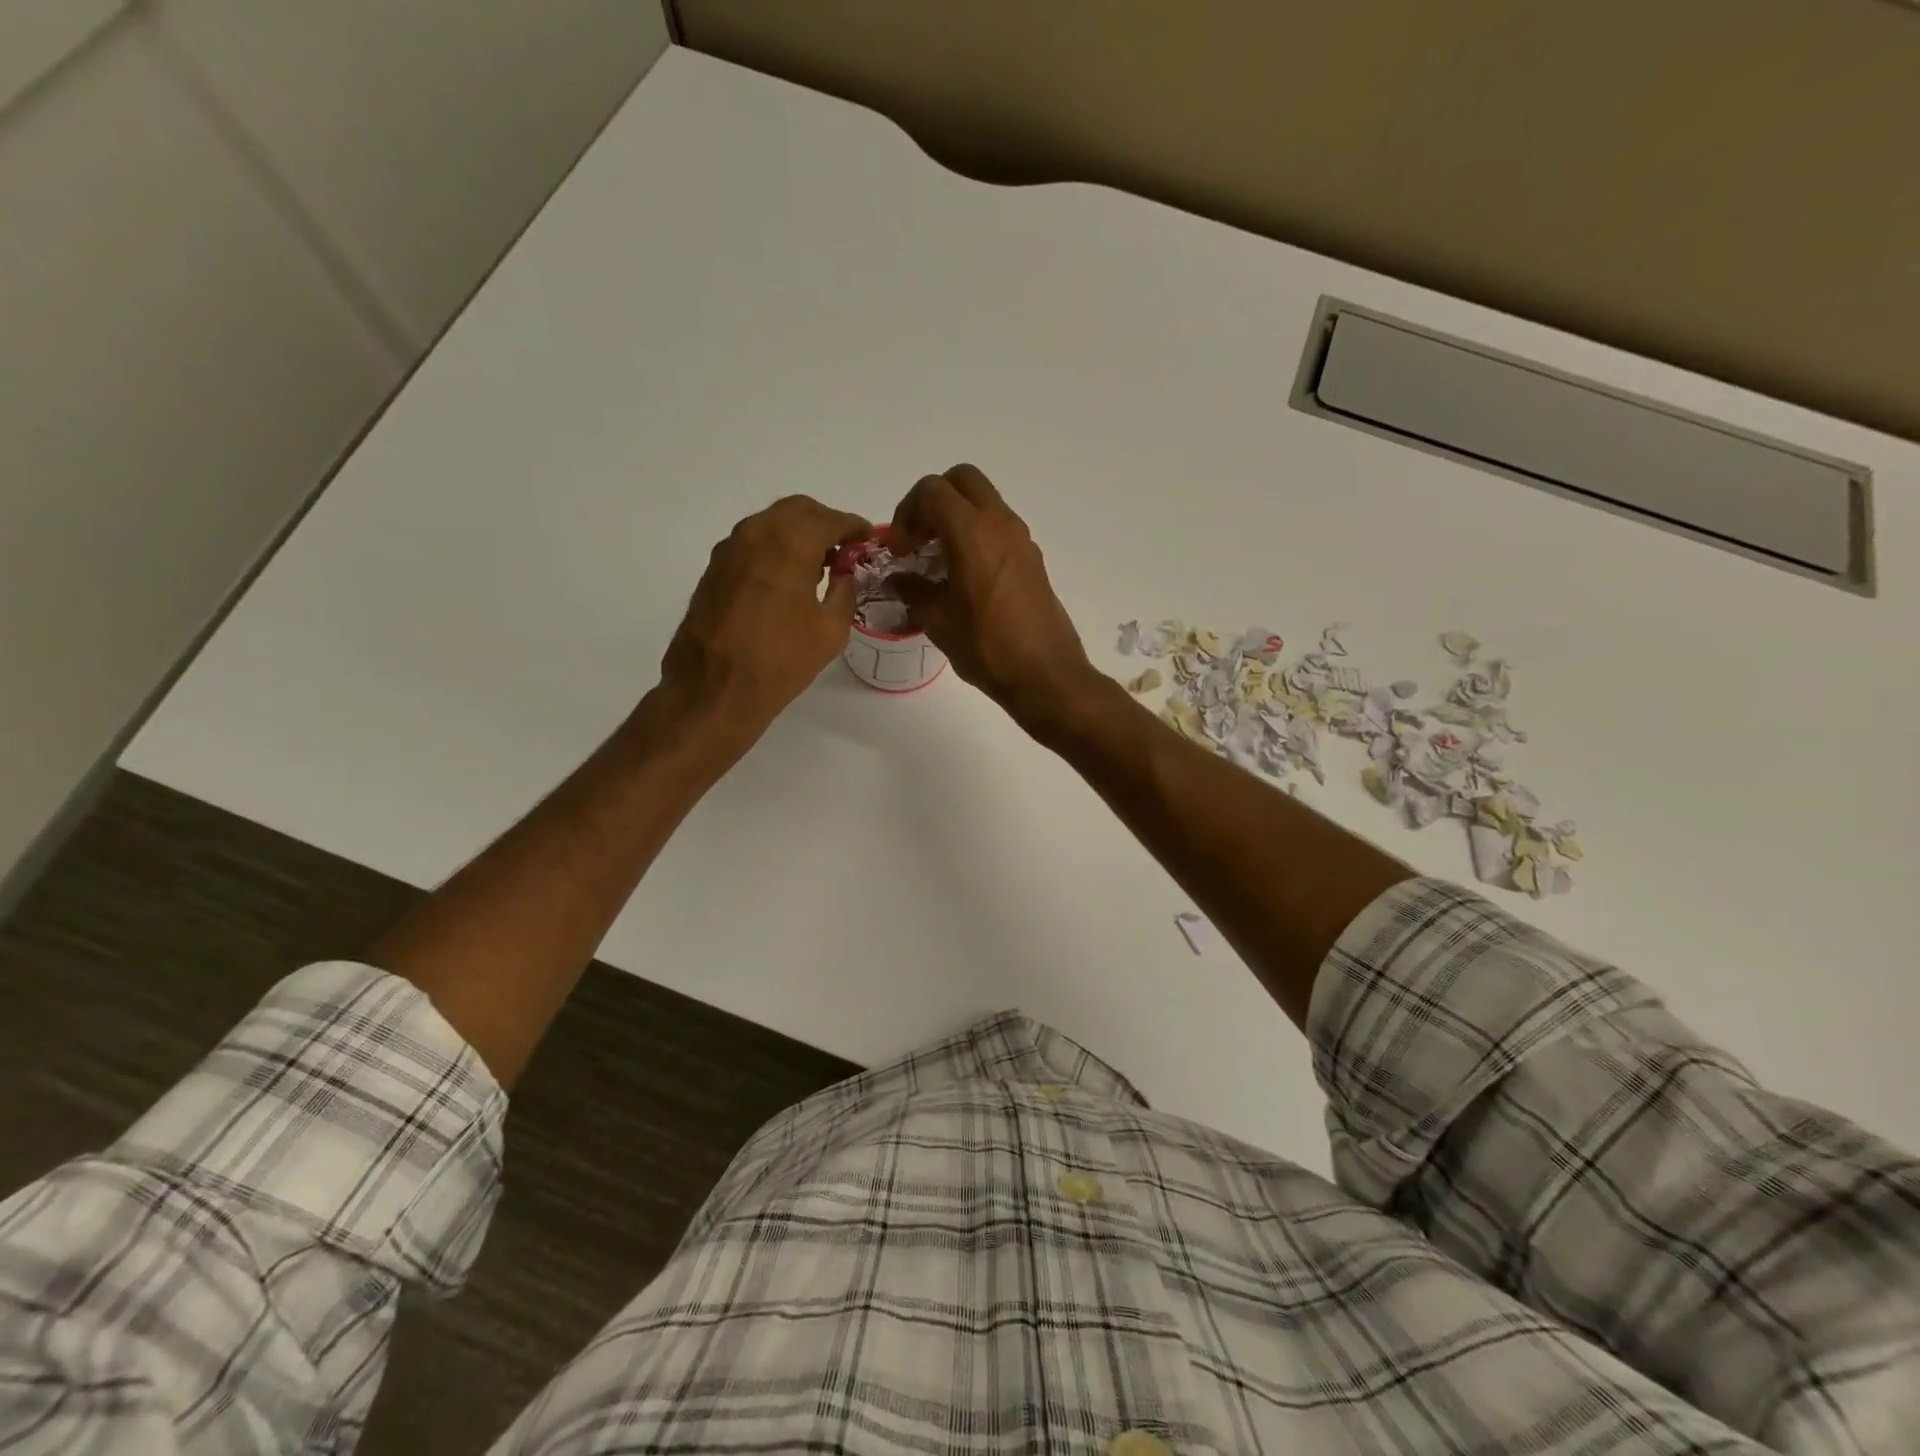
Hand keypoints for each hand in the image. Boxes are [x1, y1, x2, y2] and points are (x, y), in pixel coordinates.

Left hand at [659, 495, 869, 743]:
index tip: (868, 539)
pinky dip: (775, 549)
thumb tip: (844, 573)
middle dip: (825, 524)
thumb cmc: (781, 661)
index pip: (830, 519)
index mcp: (790, 543)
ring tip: (818, 565)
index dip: (854, 527)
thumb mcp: (831, 630)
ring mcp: (730, 549)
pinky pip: (752, 543)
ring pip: (771, 523)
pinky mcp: (714, 568)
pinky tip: (786, 579)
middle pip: (798, 510)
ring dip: (798, 534)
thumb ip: (844, 591)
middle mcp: (756, 533)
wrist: (714, 688)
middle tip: (844, 550)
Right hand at [889, 464, 1096, 727]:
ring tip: (938, 561)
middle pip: (962, 480)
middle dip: (933, 501)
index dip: (906, 513)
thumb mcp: (938, 621)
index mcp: (973, 533)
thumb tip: (898, 578)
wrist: (1045, 675)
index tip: (900, 551)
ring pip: (983, 502)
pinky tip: (963, 577)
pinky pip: (998, 527)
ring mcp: (1021, 539)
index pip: (932, 491)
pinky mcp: (1032, 558)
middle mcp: (1000, 524)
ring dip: (956, 518)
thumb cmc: (987, 647)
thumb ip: (913, 590)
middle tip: (919, 539)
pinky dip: (976, 535)